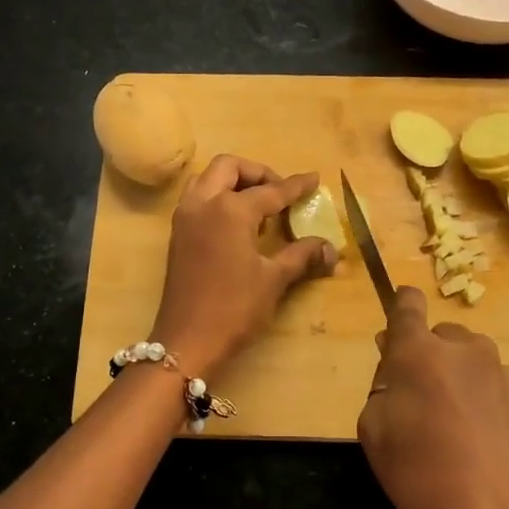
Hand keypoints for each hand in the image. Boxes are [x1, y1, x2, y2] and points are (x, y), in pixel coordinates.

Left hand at [150, 155, 336, 378]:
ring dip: (233, 181)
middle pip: (229, 167)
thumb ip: (302, 256)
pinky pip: (198, 198)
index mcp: (230, 210)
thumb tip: (331, 249)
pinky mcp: (177, 234)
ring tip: (258, 206)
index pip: (270, 191)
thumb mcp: (274, 280)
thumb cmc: (234, 308)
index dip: (295, 186)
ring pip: (208, 179)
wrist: (187, 341)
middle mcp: (204, 203)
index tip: (313, 178)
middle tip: (280, 192)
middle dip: (258, 173)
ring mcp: (185, 217)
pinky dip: (218, 196)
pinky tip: (238, 223)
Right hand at [358, 287, 508, 508]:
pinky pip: (488, 382)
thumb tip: (397, 366)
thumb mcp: (373, 430)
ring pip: (466, 358)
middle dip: (425, 354)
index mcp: (420, 350)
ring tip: (448, 423)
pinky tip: (474, 438)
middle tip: (414, 397)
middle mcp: (463, 348)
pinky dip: (477, 396)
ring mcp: (499, 371)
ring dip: (454, 375)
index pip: (407, 303)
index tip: (394, 328)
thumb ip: (382, 385)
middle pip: (438, 334)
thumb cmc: (420, 476)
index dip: (399, 306)